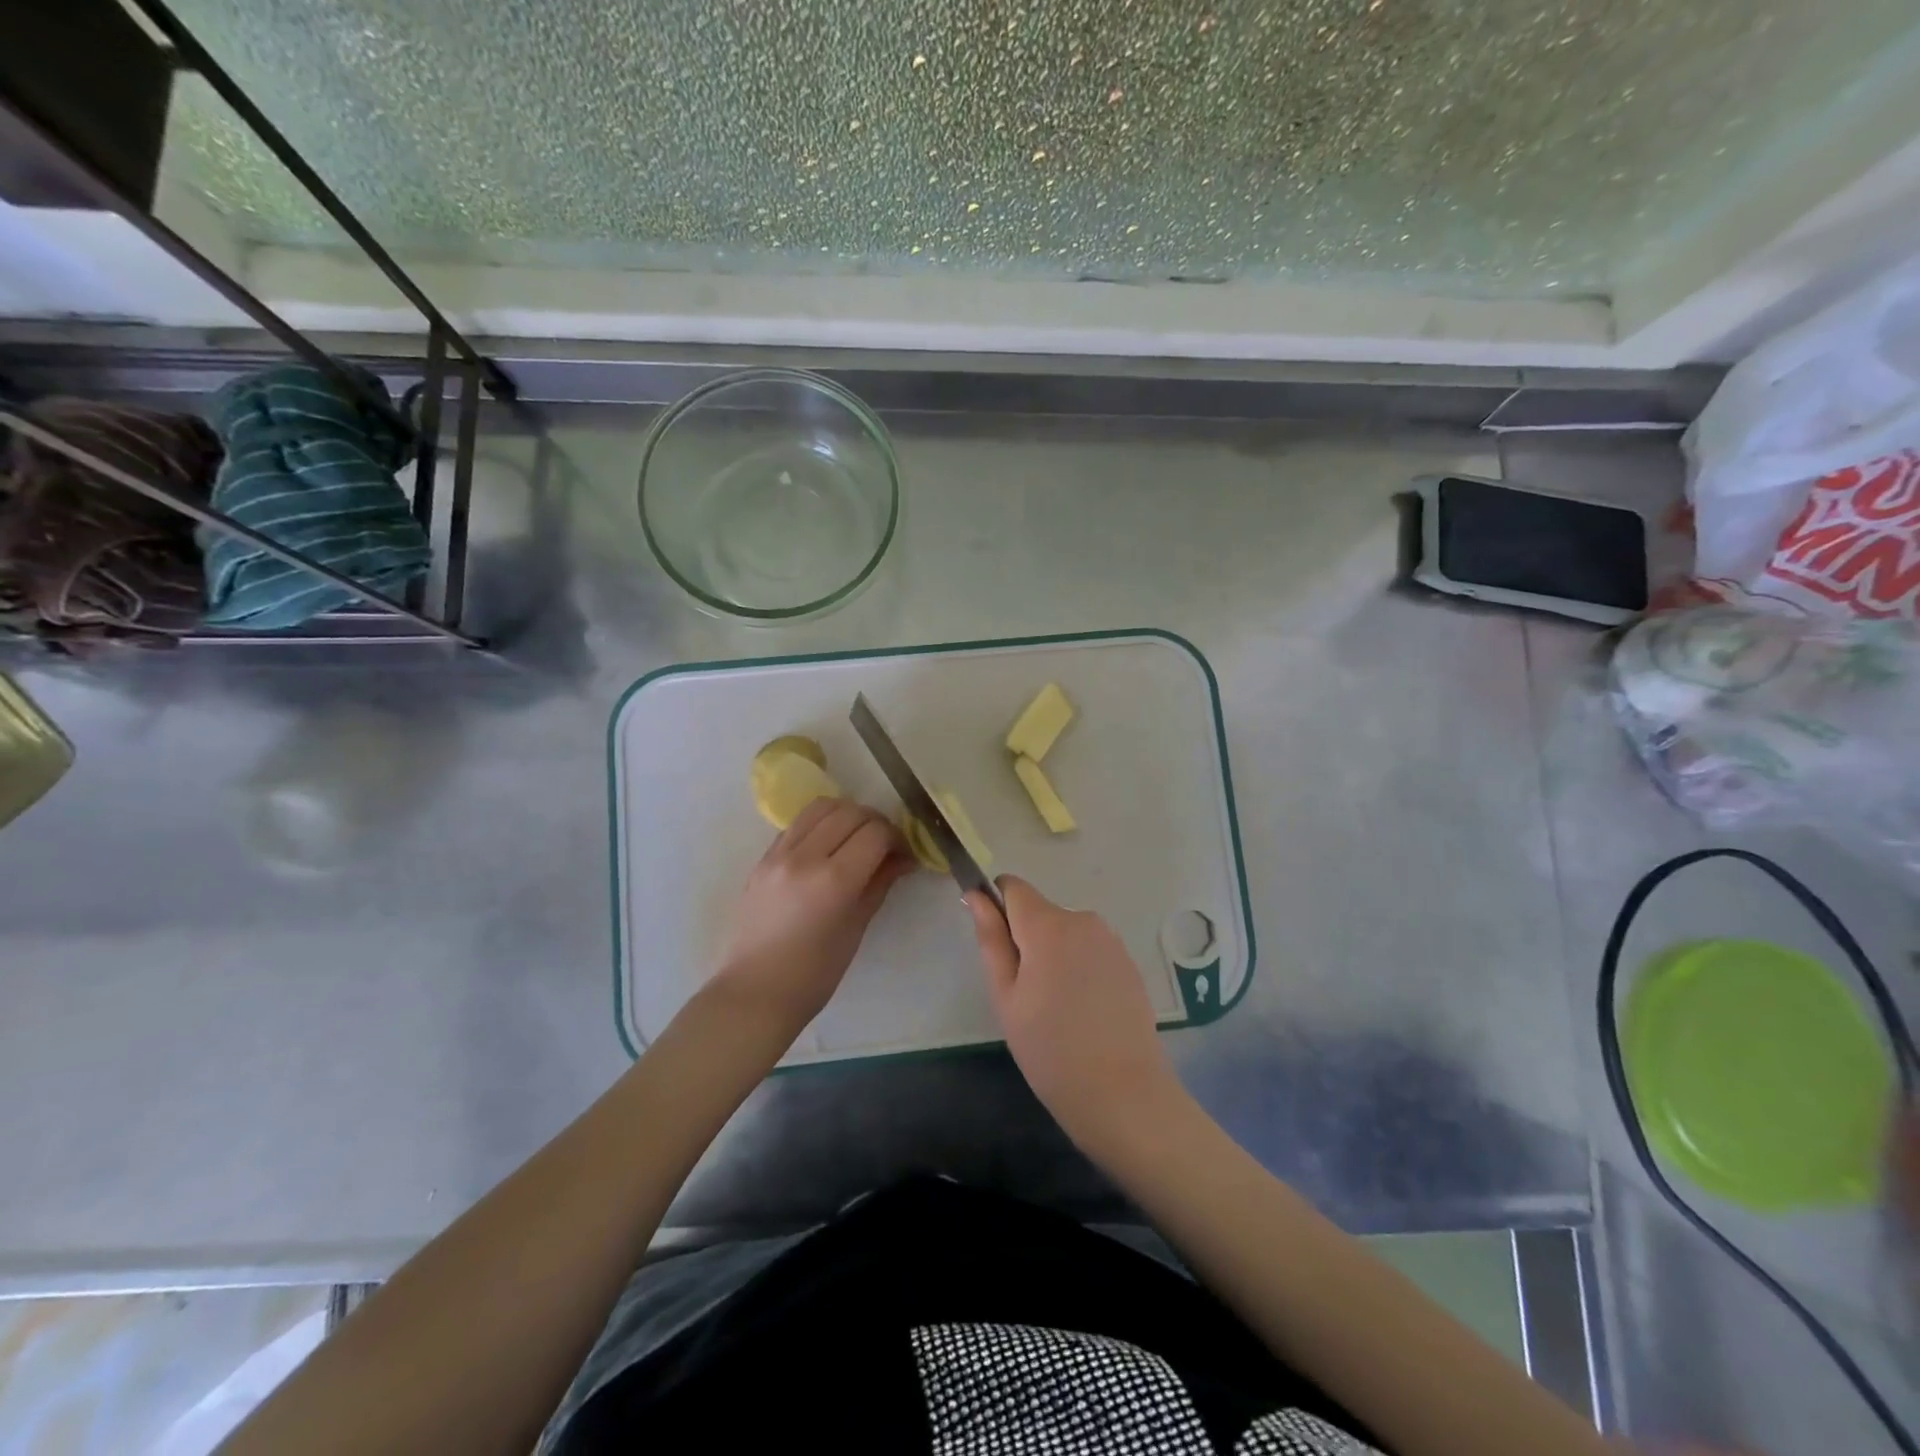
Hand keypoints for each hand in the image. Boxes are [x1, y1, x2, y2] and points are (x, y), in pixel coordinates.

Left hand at [713, 797, 912, 1032]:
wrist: (754, 992)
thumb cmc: (813, 975)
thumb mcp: (856, 929)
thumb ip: (879, 884)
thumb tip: (903, 858)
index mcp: (833, 881)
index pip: (875, 833)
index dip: (897, 838)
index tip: (903, 855)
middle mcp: (804, 857)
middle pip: (851, 812)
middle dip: (876, 822)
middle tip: (884, 846)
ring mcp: (778, 854)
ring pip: (821, 807)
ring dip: (847, 815)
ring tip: (856, 838)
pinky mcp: (763, 858)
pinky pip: (798, 824)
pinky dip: (820, 825)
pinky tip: (827, 847)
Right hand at [967, 875, 1183, 1152]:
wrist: (1123, 1094)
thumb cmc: (1050, 1049)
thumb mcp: (1006, 996)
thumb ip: (991, 939)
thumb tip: (976, 895)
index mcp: (1048, 924)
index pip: (1012, 886)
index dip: (996, 905)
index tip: (994, 945)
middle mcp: (1083, 919)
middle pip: (1039, 912)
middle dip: (1025, 939)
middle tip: (1022, 994)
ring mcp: (1110, 940)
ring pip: (1064, 932)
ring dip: (1052, 955)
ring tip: (1054, 1008)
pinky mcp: (1128, 962)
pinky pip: (1089, 950)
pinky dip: (1077, 968)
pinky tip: (1082, 1012)